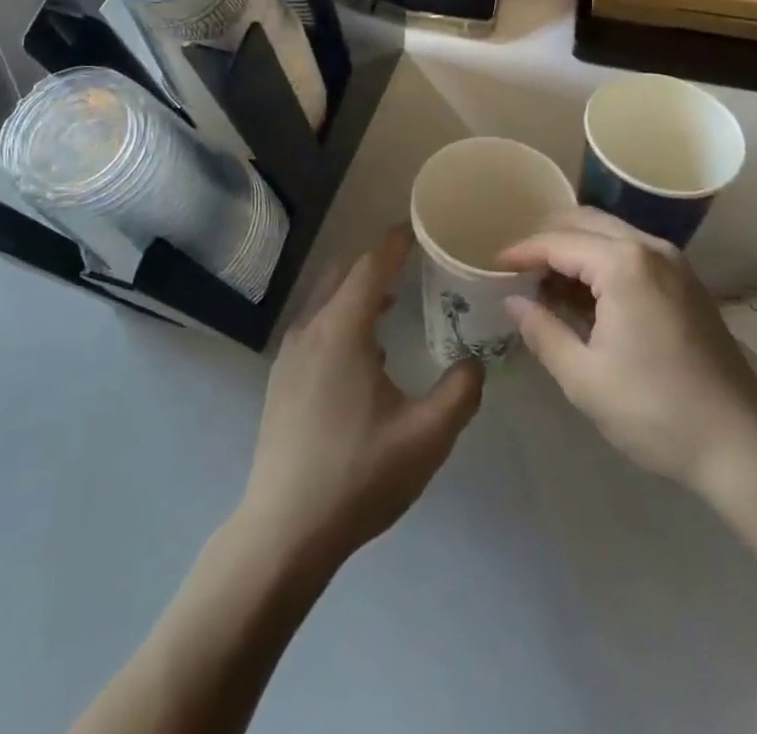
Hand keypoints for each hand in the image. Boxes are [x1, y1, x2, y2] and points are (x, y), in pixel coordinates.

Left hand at [239, 227, 483, 570]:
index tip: (421, 226)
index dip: (397, 241)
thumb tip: (474, 361)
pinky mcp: (281, 378)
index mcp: (342, 329)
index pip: (372, 265)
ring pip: (326, 298)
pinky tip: (366, 350)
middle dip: (378, 260)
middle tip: (415, 261)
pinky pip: (316, 324)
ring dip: (359, 289)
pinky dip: (342, 315)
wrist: (283, 532)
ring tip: (395, 300)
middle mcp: (311, 328)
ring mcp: (290, 353)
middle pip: (345, 273)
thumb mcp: (426, 437)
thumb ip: (460, 391)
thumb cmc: (358, 475)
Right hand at [500, 207, 756, 493]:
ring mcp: (673, 262)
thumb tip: (514, 301)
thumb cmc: (655, 411)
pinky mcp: (685, 281)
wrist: (741, 443)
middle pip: (584, 222)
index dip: (521, 251)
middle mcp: (650, 247)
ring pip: (610, 233)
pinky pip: (632, 252)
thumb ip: (543, 331)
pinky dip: (601, 261)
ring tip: (546, 284)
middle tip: (517, 269)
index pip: (558, 241)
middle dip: (546, 239)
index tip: (493, 266)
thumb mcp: (584, 378)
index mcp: (624, 263)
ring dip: (574, 249)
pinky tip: (585, 295)